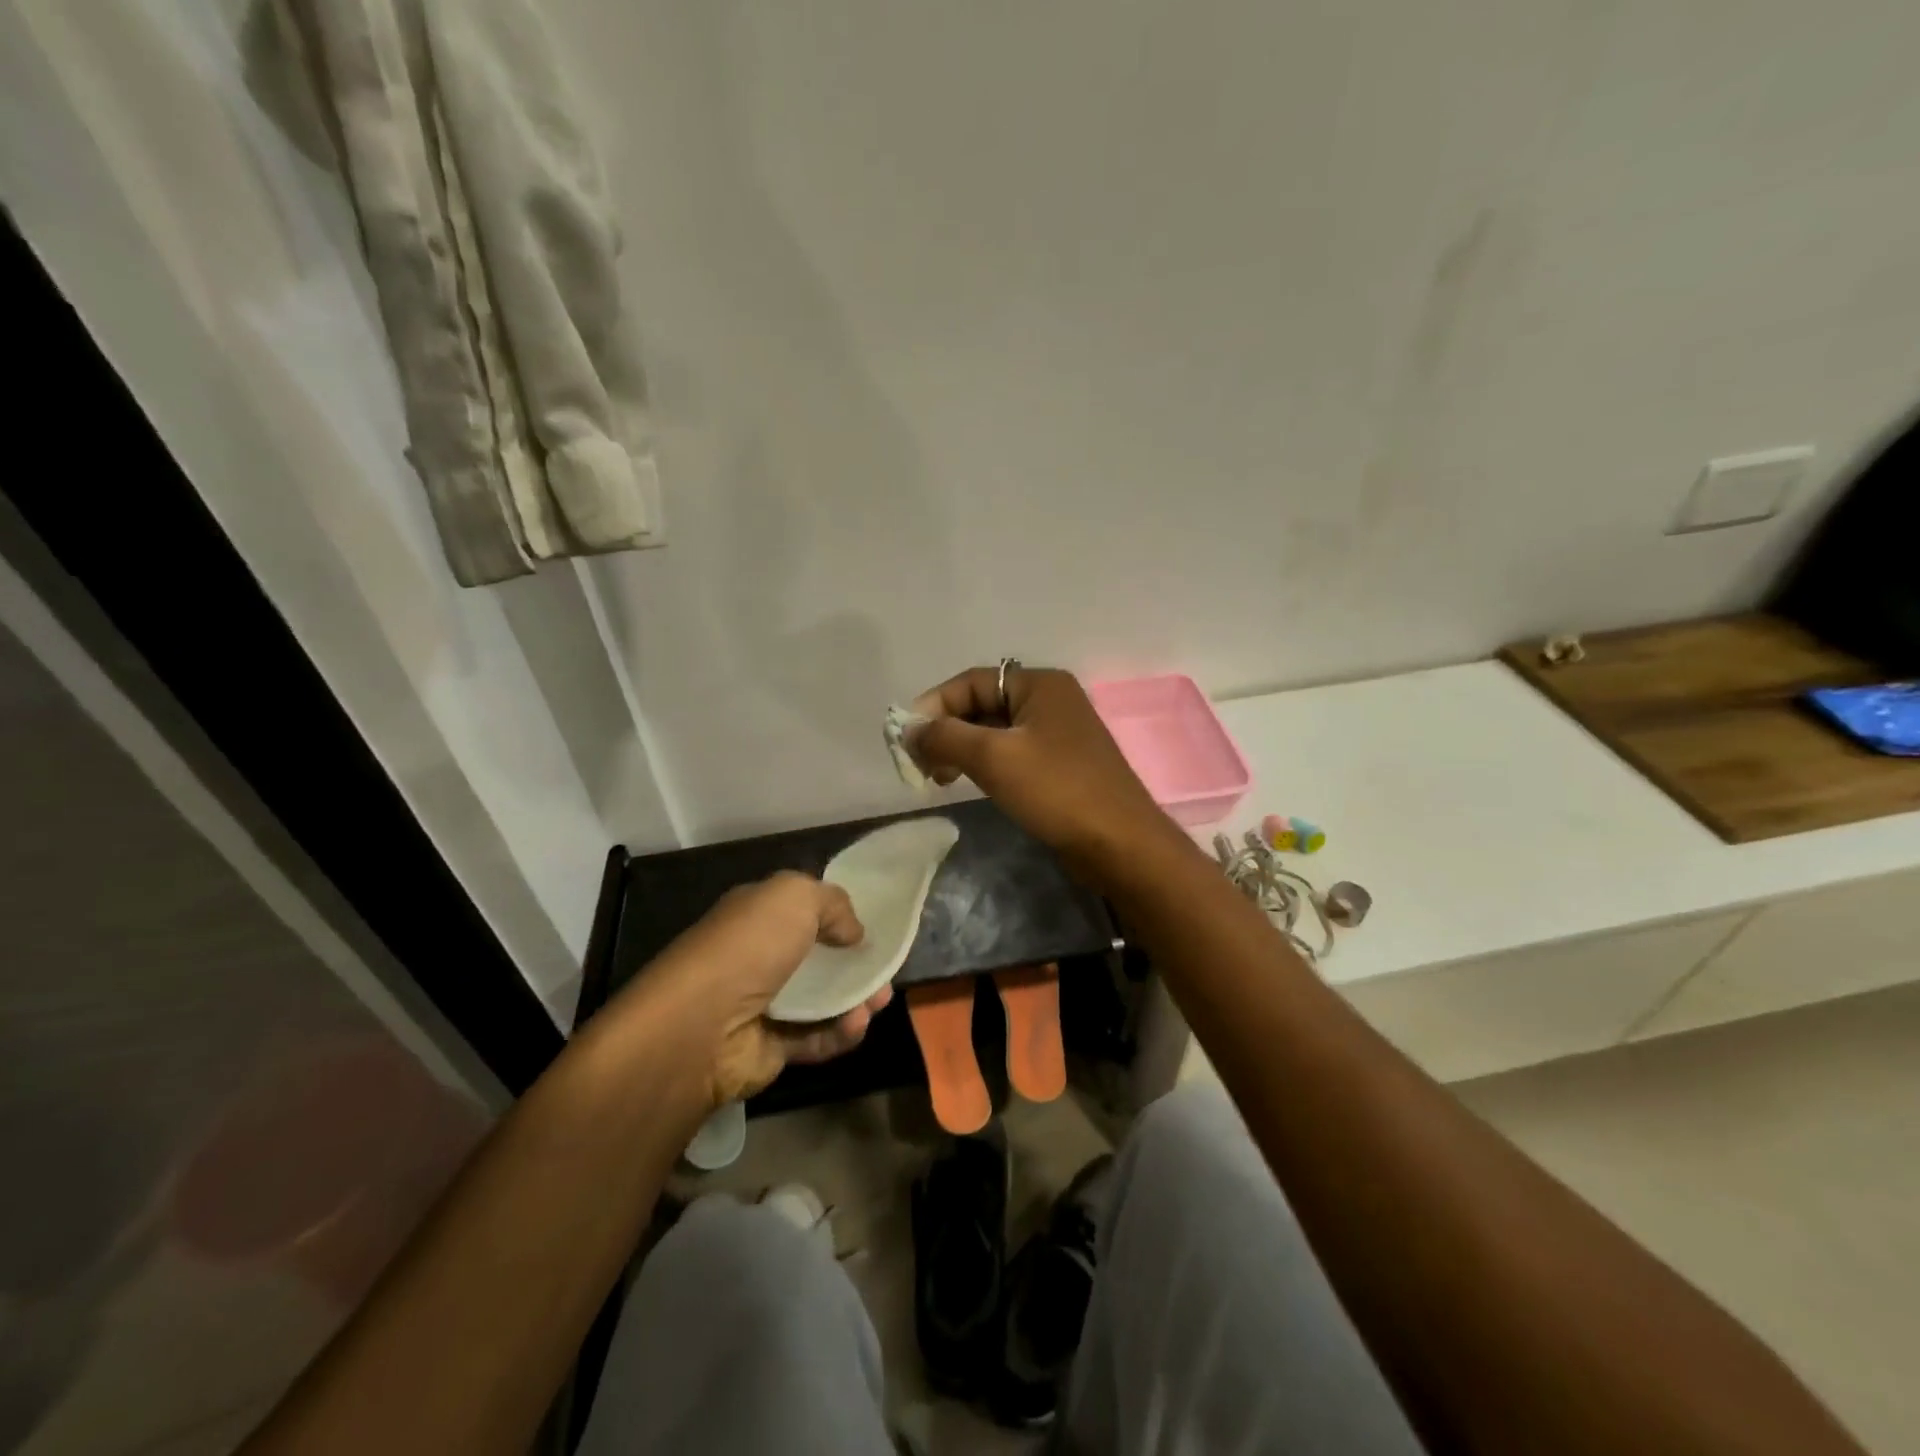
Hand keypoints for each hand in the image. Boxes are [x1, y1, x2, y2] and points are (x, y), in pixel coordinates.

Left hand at [612, 872, 886, 1108]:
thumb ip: (833, 903)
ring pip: (822, 1001)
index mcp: (756, 917)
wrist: (700, 1026)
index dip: (837, 917)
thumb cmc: (749, 947)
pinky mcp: (770, 1049)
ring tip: (879, 1002)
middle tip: (884, 972)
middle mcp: (758, 958)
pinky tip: (857, 1025)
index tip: (870, 928)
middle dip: (855, 965)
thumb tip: (853, 932)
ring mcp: (763, 1006)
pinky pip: (815, 1038)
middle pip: (818, 960)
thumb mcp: (794, 896)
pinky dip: (840, 1033)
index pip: (801, 911)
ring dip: (855, 1001)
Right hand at [908, 664, 1174, 874]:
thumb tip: (909, 730)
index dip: (934, 706)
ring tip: (940, 778)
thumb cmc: (1056, 790)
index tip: (906, 739)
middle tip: (921, 765)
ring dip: (962, 749)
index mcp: (1040, 684)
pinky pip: (1012, 753)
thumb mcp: (993, 757)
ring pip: (995, 731)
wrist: (1120, 844)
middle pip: (982, 704)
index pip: (971, 681)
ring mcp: (1058, 733)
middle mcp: (1051, 700)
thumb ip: (945, 736)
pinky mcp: (1061, 764)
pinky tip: (970, 783)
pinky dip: (985, 764)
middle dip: (947, 730)